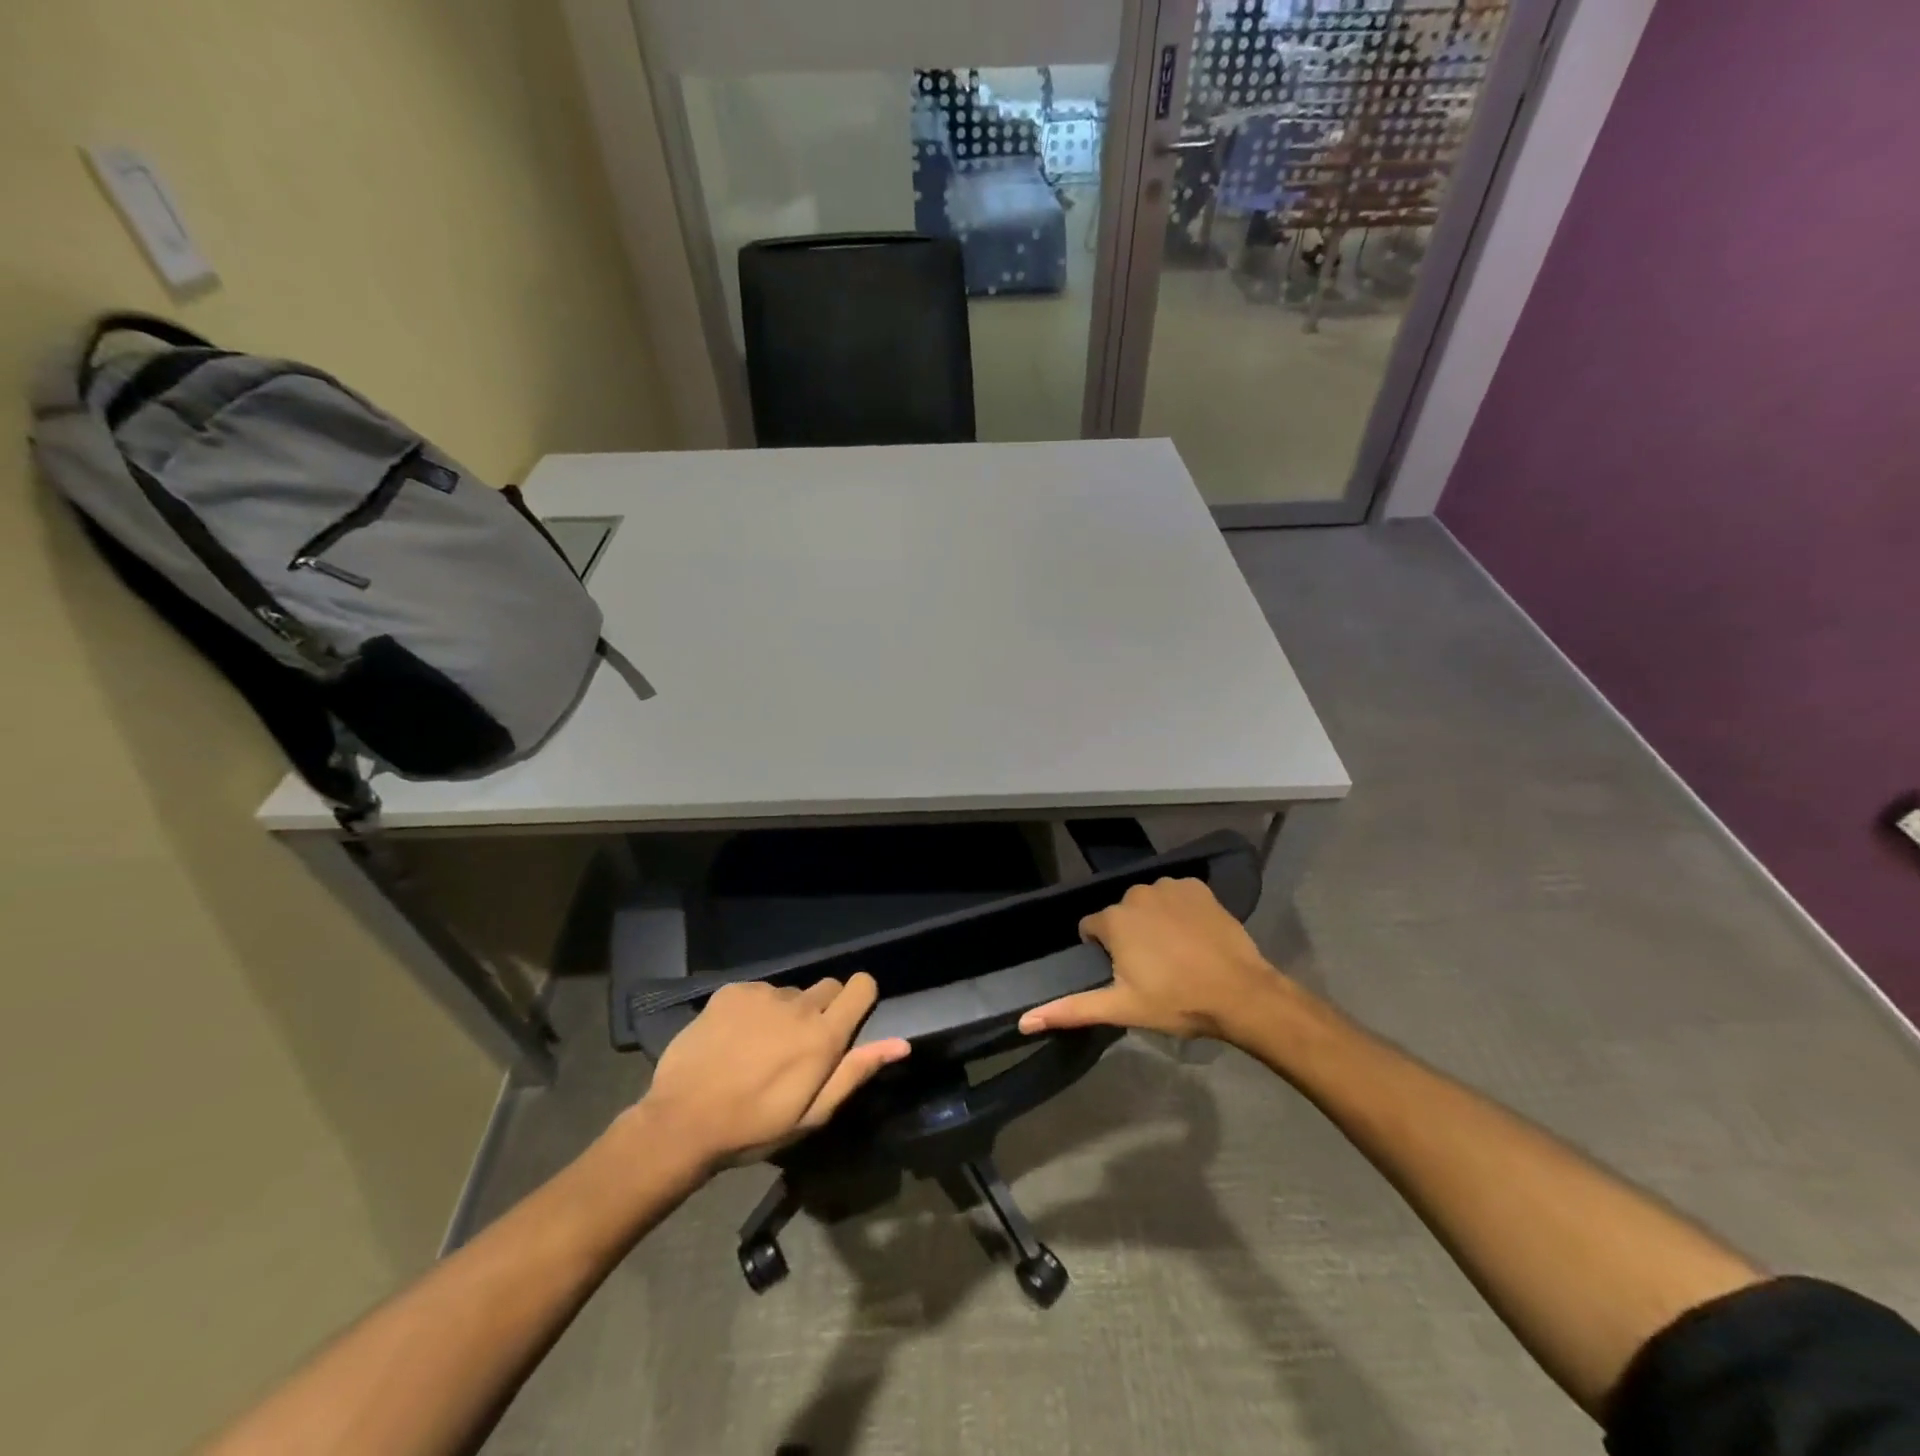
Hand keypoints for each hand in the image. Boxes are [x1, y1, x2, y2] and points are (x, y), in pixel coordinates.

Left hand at [640, 974, 909, 1169]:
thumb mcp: (812, 1114)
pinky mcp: (732, 991)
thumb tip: (901, 1044)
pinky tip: (735, 1038)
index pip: (862, 987)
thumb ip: (856, 1072)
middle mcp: (799, 1005)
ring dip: (786, 1013)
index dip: (860, 998)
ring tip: (760, 1047)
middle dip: (823, 1009)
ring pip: (790, 993)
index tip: (849, 1018)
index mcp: (824, 1036)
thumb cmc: (754, 1126)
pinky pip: (757, 992)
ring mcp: (763, 994)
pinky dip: (754, 1009)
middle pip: (828, 987)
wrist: (682, 1121)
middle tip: (800, 1045)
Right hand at [1018, 877, 1288, 1042]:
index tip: (1126, 975)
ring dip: (1154, 922)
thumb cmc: (1176, 1002)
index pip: (1091, 930)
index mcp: (1114, 920)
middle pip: (1121, 915)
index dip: (1103, 953)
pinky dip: (1181, 911)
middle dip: (1129, 936)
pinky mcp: (1198, 887)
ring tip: (1176, 954)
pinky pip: (1177, 895)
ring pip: (1149, 904)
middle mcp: (1136, 894)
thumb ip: (1071, 1010)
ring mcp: (1170, 887)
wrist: (1240, 993)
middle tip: (1152, 969)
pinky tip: (1194, 936)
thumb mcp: (1121, 1008)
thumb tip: (1023, 1021)